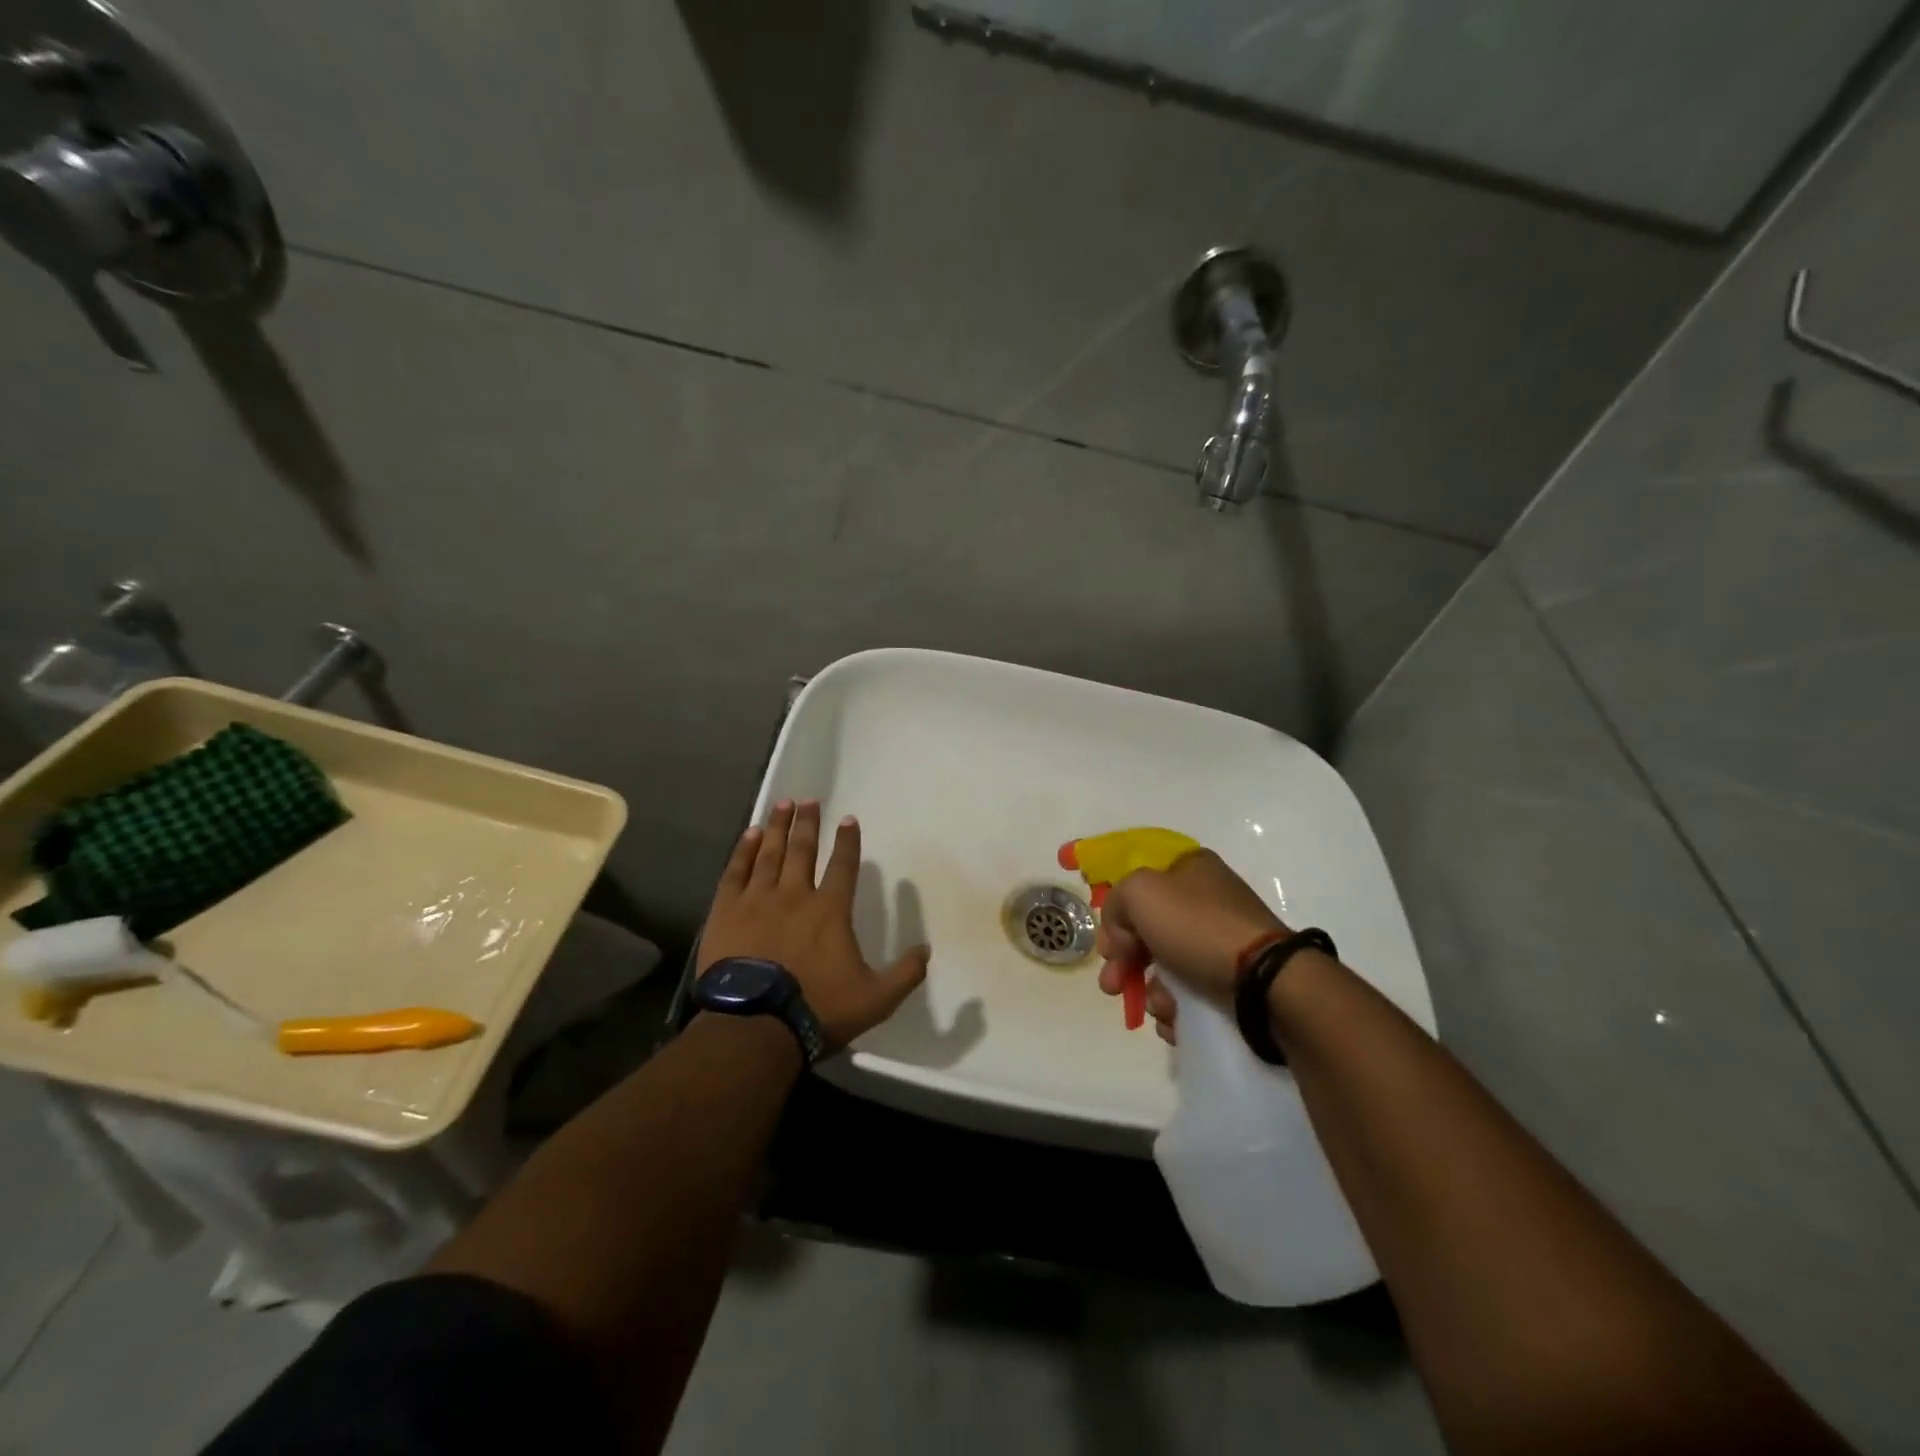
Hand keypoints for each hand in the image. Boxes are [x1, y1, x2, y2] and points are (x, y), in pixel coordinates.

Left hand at [698, 800, 930, 1050]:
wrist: (755, 1024)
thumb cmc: (817, 1008)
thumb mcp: (875, 999)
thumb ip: (905, 973)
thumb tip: (927, 950)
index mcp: (830, 911)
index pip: (843, 866)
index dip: (848, 841)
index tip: (849, 819)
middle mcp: (795, 895)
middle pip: (803, 850)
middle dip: (808, 823)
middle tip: (809, 800)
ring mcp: (758, 900)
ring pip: (770, 854)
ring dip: (778, 827)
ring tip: (783, 804)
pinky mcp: (726, 911)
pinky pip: (736, 871)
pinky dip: (744, 851)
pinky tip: (750, 835)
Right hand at [1094, 850, 1283, 1044]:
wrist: (1265, 981)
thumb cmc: (1198, 926)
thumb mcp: (1140, 892)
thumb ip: (1116, 904)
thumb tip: (1122, 938)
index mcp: (1189, 868)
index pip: (1138, 886)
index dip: (1117, 916)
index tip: (1109, 947)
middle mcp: (1206, 899)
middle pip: (1148, 931)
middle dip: (1125, 963)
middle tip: (1113, 987)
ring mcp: (1222, 941)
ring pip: (1166, 967)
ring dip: (1152, 992)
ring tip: (1160, 1007)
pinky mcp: (1234, 980)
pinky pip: (1191, 994)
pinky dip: (1177, 1010)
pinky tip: (1176, 1019)